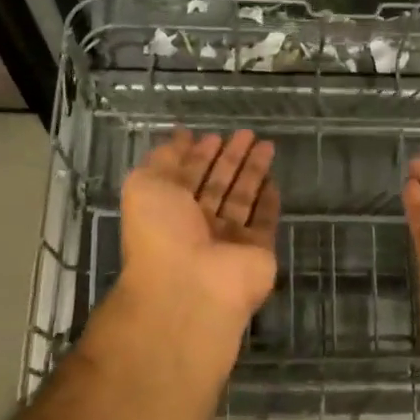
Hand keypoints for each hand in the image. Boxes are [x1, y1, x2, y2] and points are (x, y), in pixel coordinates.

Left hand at [119, 128, 279, 341]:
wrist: (190, 286)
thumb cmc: (160, 233)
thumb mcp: (145, 185)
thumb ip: (163, 159)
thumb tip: (181, 137)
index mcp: (167, 209)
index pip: (186, 176)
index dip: (198, 154)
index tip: (212, 134)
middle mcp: (197, 224)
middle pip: (217, 184)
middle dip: (230, 158)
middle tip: (247, 133)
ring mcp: (228, 239)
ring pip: (242, 198)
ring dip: (253, 171)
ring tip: (266, 144)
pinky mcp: (258, 251)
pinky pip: (264, 221)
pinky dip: (269, 201)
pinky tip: (274, 180)